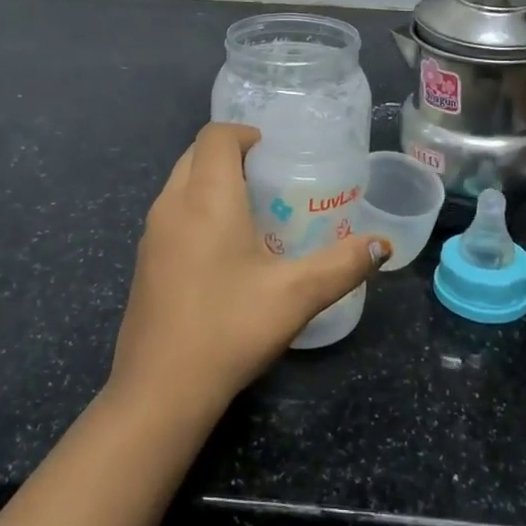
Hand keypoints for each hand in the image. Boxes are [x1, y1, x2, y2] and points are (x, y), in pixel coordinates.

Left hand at [109, 123, 380, 424]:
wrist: (158, 391)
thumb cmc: (228, 329)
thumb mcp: (296, 296)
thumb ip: (342, 265)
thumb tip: (382, 245)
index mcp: (206, 197)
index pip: (215, 135)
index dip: (245, 134)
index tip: (275, 155)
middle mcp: (171, 204)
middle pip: (196, 154)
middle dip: (231, 155)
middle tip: (270, 181)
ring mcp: (151, 234)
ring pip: (181, 184)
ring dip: (211, 183)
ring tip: (252, 213)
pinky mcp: (143, 261)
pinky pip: (171, 213)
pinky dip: (196, 210)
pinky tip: (224, 252)